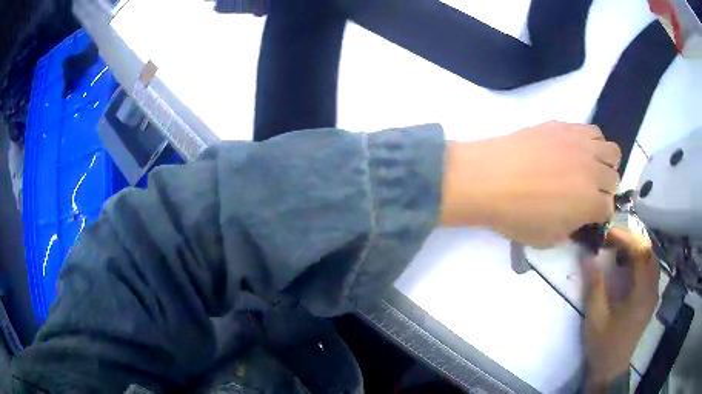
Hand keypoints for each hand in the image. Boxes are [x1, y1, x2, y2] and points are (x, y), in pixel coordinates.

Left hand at [441, 121, 620, 247]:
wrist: (490, 177)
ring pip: (611, 150)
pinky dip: (592, 142)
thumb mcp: (548, 239)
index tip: (590, 216)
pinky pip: (592, 131)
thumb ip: (571, 229)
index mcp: (591, 203)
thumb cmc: (517, 216)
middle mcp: (594, 171)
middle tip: (588, 193)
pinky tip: (577, 150)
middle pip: (613, 178)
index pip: (609, 209)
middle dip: (605, 189)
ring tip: (589, 169)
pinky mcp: (565, 126)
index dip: (600, 215)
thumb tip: (578, 218)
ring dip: (605, 163)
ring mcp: (581, 144)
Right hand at [580, 228, 659, 389]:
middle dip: (630, 240)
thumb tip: (587, 255)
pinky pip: (650, 268)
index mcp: (641, 294)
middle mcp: (652, 289)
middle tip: (610, 239)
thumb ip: (594, 285)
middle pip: (648, 251)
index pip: (640, 252)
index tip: (606, 233)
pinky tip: (628, 265)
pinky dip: (640, 260)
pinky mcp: (651, 298)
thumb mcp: (595, 317)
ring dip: (636, 248)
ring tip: (618, 250)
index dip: (624, 238)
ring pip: (651, 258)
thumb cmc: (603, 344)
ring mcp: (653, 293)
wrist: (611, 368)